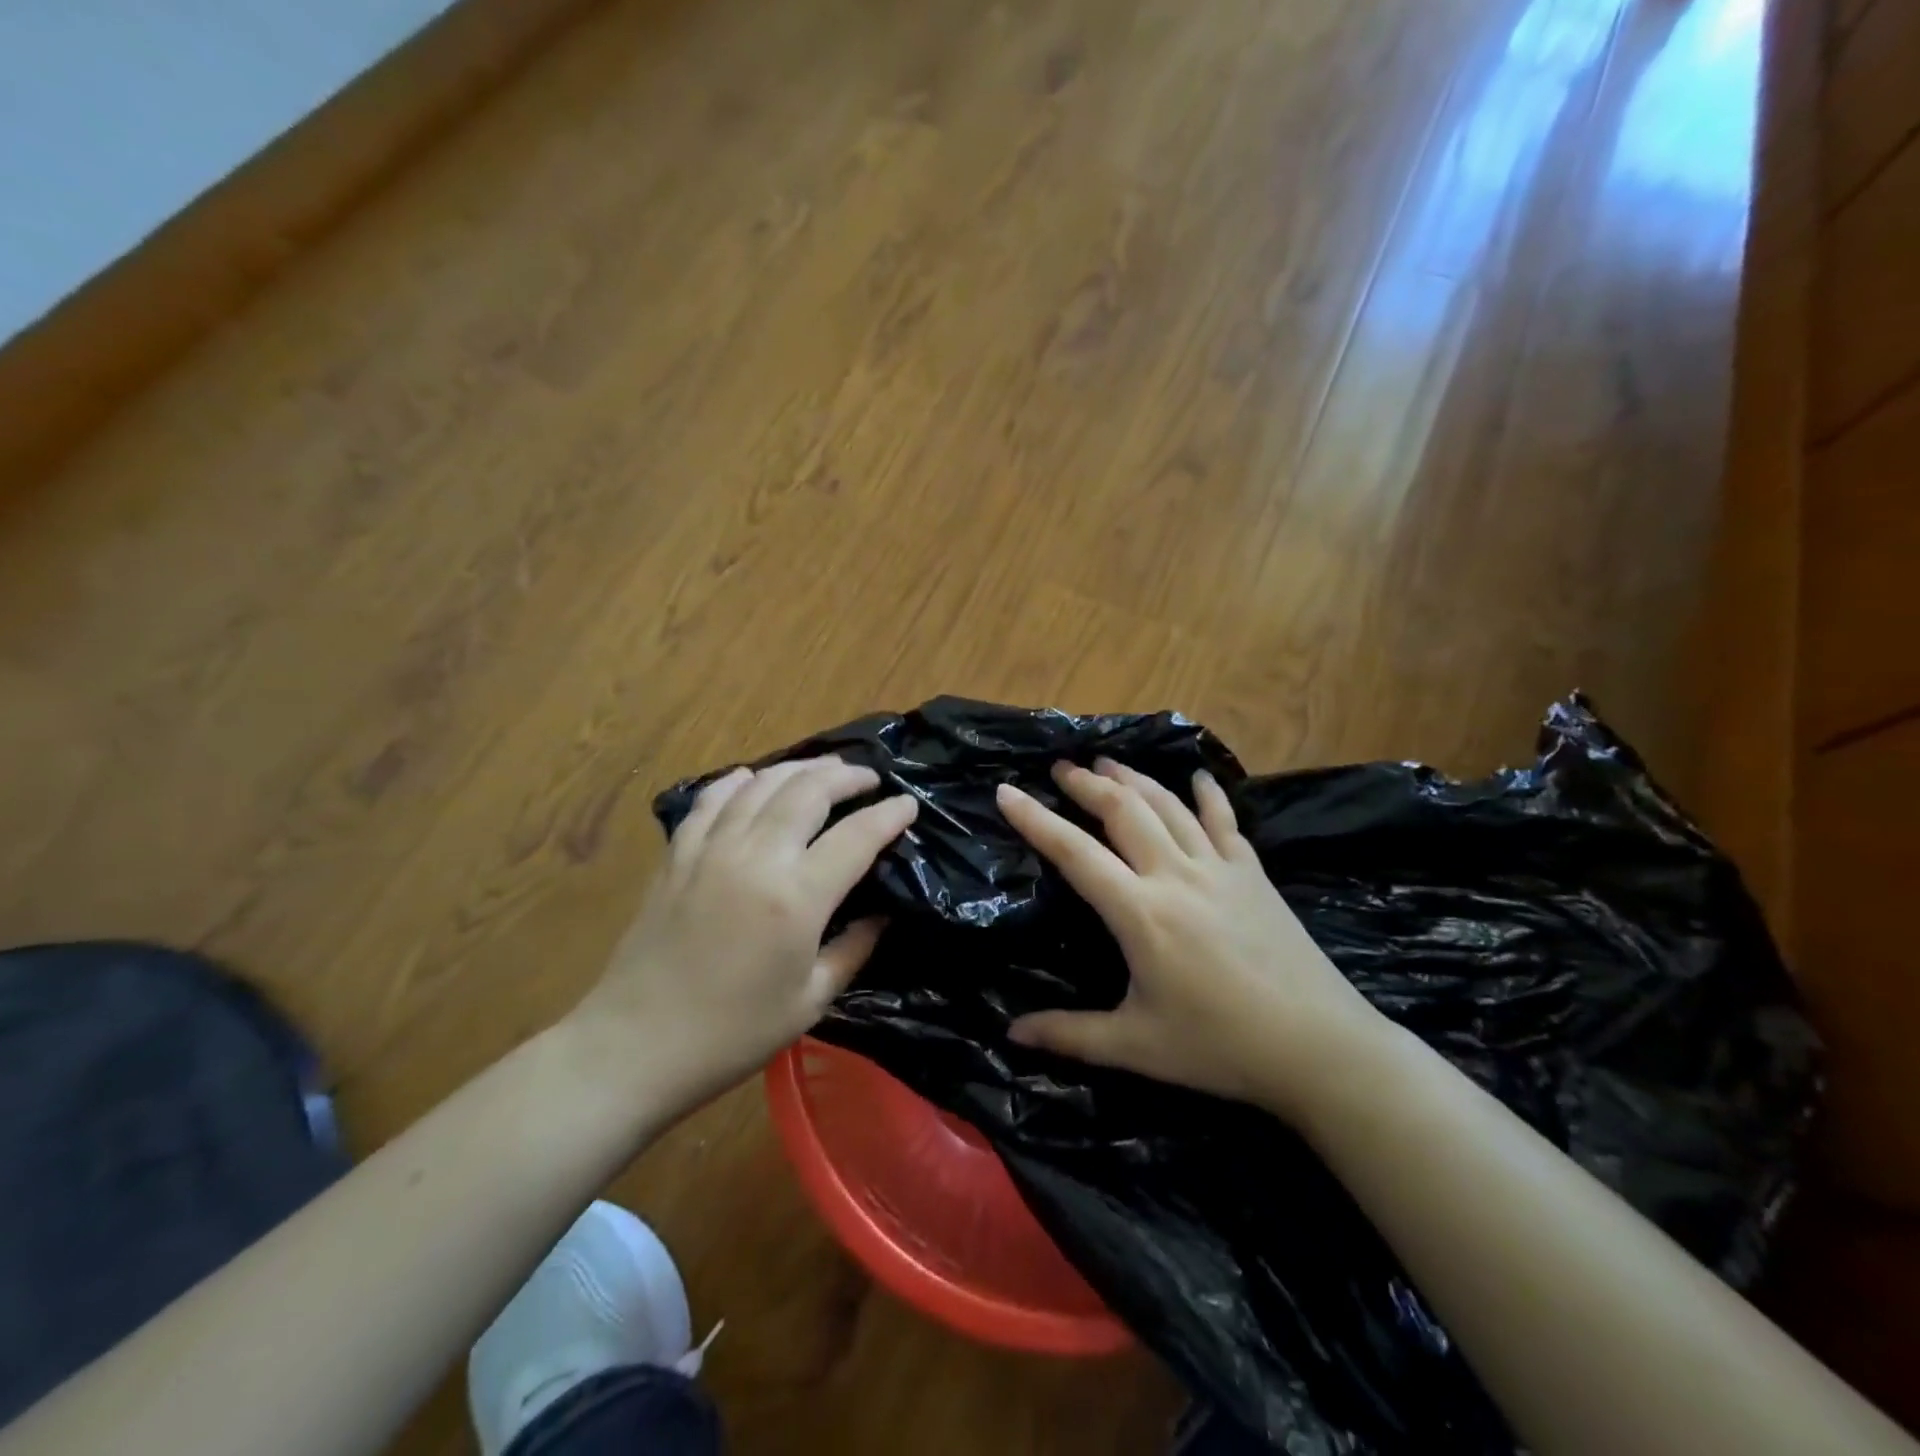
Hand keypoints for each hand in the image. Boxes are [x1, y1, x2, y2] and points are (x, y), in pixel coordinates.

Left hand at [571, 757, 917, 1111]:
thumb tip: (882, 914)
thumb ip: (854, 949)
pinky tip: (754, 779)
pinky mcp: (678, 854)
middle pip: (809, 791)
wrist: (638, 1045)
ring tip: (824, 771)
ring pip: (762, 783)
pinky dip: (740, 781)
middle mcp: (756, 857)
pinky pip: (712, 799)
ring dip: (800, 768)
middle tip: (868, 779)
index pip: (857, 836)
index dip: (889, 815)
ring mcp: (711, 849)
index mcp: (797, 897)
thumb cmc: (734, 1033)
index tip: (908, 804)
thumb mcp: (811, 1001)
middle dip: (847, 777)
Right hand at [996, 759, 1393, 1119]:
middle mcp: (1175, 875)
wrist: (1319, 1046)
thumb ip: (1070, 1035)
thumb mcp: (1136, 1048)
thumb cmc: (1220, 1046)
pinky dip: (1208, 794)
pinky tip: (1198, 776)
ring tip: (1107, 762)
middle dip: (1086, 783)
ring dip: (1134, 779)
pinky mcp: (1254, 874)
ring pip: (1168, 806)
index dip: (1035, 819)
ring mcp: (1220, 868)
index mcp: (1140, 912)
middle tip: (1060, 768)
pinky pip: (1226, 821)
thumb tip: (1011, 1034)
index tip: (1006, 791)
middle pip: (1122, 810)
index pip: (1075, 852)